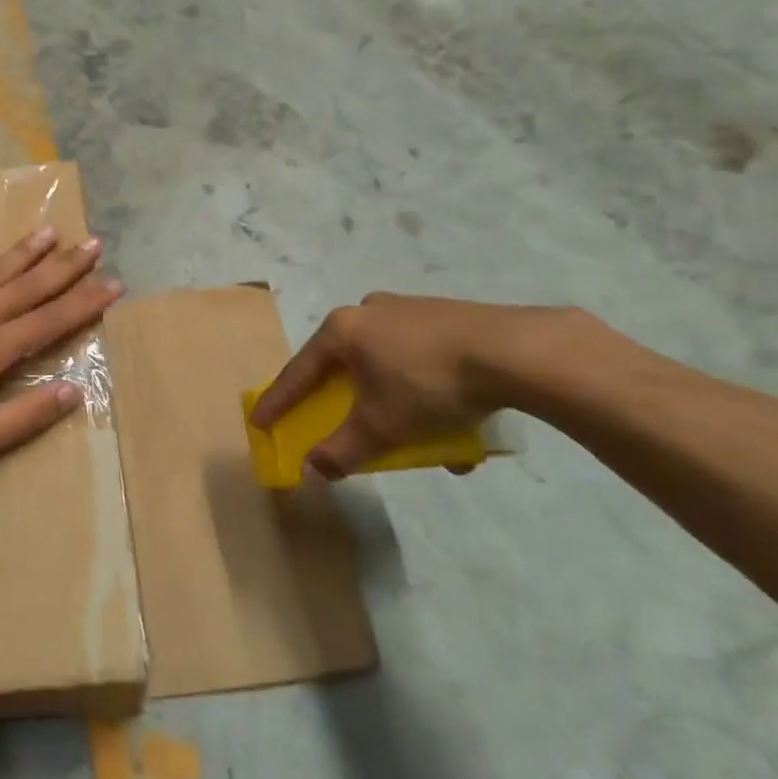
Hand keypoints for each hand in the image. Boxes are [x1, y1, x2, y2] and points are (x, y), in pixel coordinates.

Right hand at [250, 293, 561, 479]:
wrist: (517, 351)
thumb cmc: (429, 385)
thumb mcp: (381, 427)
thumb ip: (343, 450)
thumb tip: (315, 470)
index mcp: (343, 330)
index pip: (299, 373)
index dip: (278, 402)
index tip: (260, 422)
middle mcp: (370, 310)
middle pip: (342, 364)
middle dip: (341, 399)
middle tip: (336, 420)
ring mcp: (410, 309)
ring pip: (386, 361)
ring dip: (390, 399)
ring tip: (412, 432)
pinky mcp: (448, 315)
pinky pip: (420, 357)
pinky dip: (424, 389)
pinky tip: (453, 420)